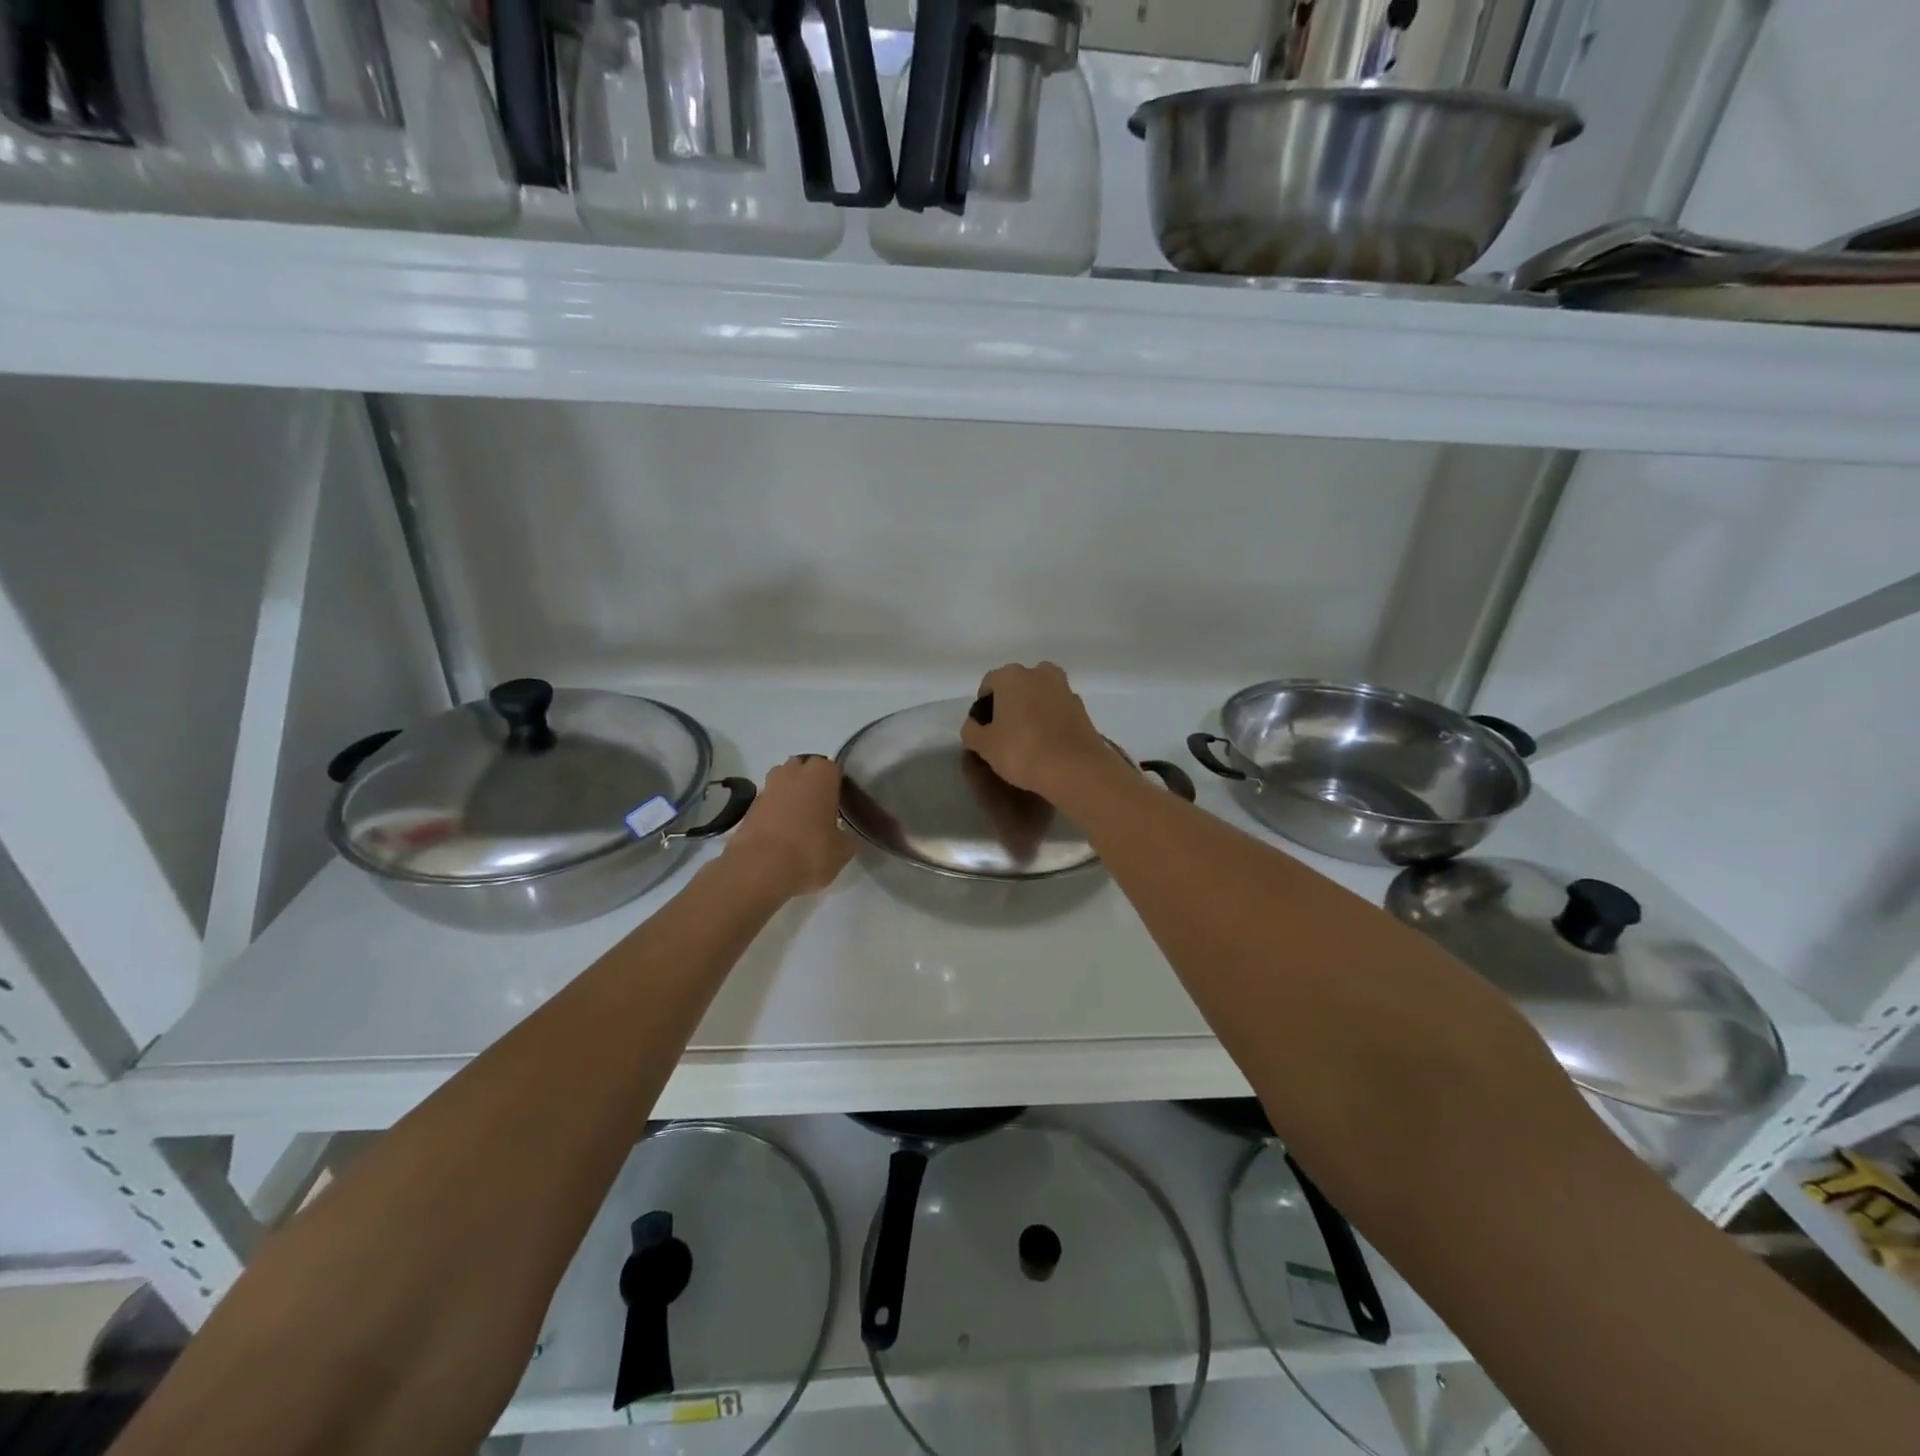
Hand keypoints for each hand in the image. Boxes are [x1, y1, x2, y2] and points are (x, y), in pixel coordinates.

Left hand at [723, 756, 853, 895]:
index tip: (839, 804)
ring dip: (789, 796)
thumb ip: (844, 836)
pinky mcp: (748, 808)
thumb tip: (839, 835)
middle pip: (803, 769)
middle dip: (810, 783)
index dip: (836, 785)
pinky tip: (781, 836)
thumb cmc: (810, 852)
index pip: (833, 769)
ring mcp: (767, 788)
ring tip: (799, 823)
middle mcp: (792, 773)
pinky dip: (773, 814)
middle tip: (819, 810)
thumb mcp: (842, 851)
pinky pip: (767, 804)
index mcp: (821, 774)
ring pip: (782, 783)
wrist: (759, 869)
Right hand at [959, 662, 1117, 800]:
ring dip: (1033, 709)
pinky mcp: (1082, 708)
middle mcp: (1039, 673)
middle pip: (1018, 685)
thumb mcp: (984, 746)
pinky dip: (1051, 720)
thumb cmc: (1022, 751)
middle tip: (1005, 731)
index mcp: (1011, 676)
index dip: (983, 705)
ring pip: (1040, 695)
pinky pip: (1058, 710)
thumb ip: (971, 731)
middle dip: (1010, 703)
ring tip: (1028, 738)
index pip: (990, 683)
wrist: (1076, 768)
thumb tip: (973, 725)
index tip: (984, 728)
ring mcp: (1064, 688)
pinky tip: (1048, 743)